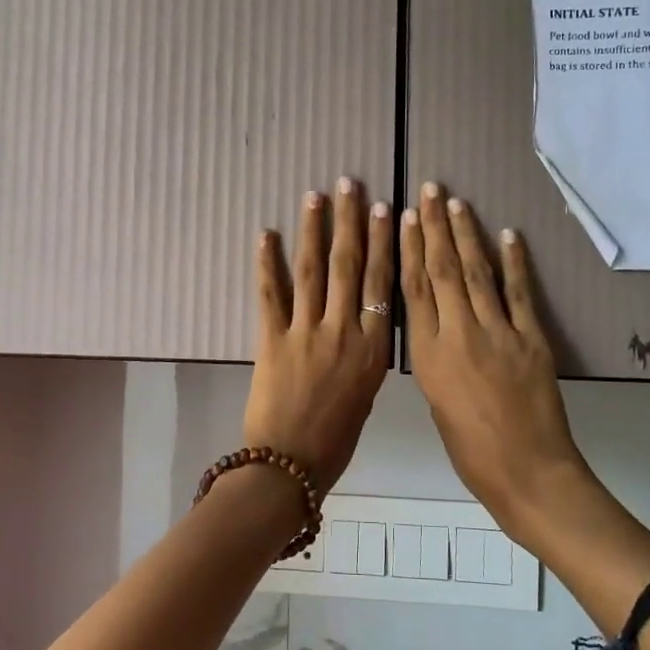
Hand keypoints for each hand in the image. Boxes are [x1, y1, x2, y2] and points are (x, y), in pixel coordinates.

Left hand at [243, 178, 394, 491]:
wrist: (289, 466)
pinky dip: (267, 263)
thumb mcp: (366, 396)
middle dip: (350, 221)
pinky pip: (270, 294)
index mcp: (372, 348)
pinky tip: (266, 234)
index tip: (384, 209)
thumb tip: (363, 326)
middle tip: (349, 184)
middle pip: (349, 266)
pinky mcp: (271, 339)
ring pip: (313, 270)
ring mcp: (305, 332)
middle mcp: (342, 331)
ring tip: (315, 196)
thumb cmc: (335, 440)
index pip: (381, 283)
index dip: (383, 243)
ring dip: (313, 229)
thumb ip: (365, 355)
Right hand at [402, 183, 585, 522]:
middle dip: (434, 227)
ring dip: (466, 234)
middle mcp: (458, 333)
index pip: (413, 290)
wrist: (526, 472)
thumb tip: (438, 329)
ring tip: (457, 203)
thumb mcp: (436, 402)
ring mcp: (498, 332)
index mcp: (427, 355)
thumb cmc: (470, 450)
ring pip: (477, 272)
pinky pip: (519, 291)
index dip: (408, 249)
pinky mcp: (532, 337)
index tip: (403, 217)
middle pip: (443, 270)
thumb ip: (435, 359)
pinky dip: (514, 260)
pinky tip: (507, 234)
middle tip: (431, 190)